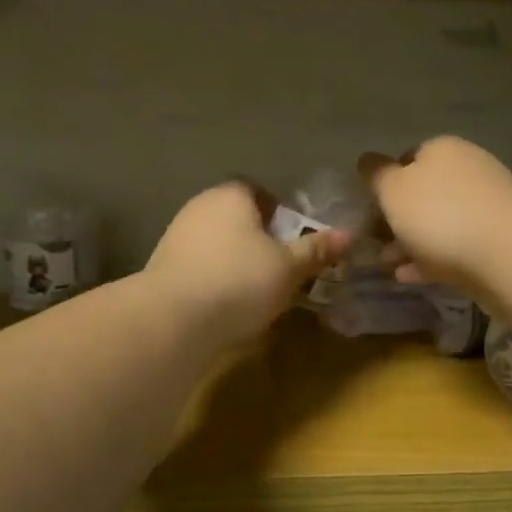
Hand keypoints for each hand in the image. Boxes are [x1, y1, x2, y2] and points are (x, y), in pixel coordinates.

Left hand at [145, 182, 350, 345]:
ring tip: (257, 292)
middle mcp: (199, 206)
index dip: (280, 214)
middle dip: (259, 240)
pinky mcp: (162, 268)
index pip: (259, 192)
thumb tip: (349, 235)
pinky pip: (199, 267)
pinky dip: (215, 280)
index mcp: (231, 195)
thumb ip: (316, 250)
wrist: (174, 319)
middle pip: (237, 218)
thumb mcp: (289, 267)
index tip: (295, 241)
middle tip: (283, 268)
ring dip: (236, 261)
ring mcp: (175, 236)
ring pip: (217, 244)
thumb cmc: (240, 281)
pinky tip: (226, 305)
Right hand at [358, 137, 511, 299]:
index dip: (384, 184)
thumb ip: (376, 175)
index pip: (406, 159)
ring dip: (411, 243)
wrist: (506, 255)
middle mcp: (467, 170)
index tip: (368, 210)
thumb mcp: (393, 190)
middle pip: (423, 193)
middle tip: (374, 243)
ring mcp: (486, 206)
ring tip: (388, 266)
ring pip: (438, 223)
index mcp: (442, 149)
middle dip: (397, 218)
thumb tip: (367, 161)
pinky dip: (430, 260)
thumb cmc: (439, 214)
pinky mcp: (496, 241)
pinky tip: (409, 277)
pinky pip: (454, 248)